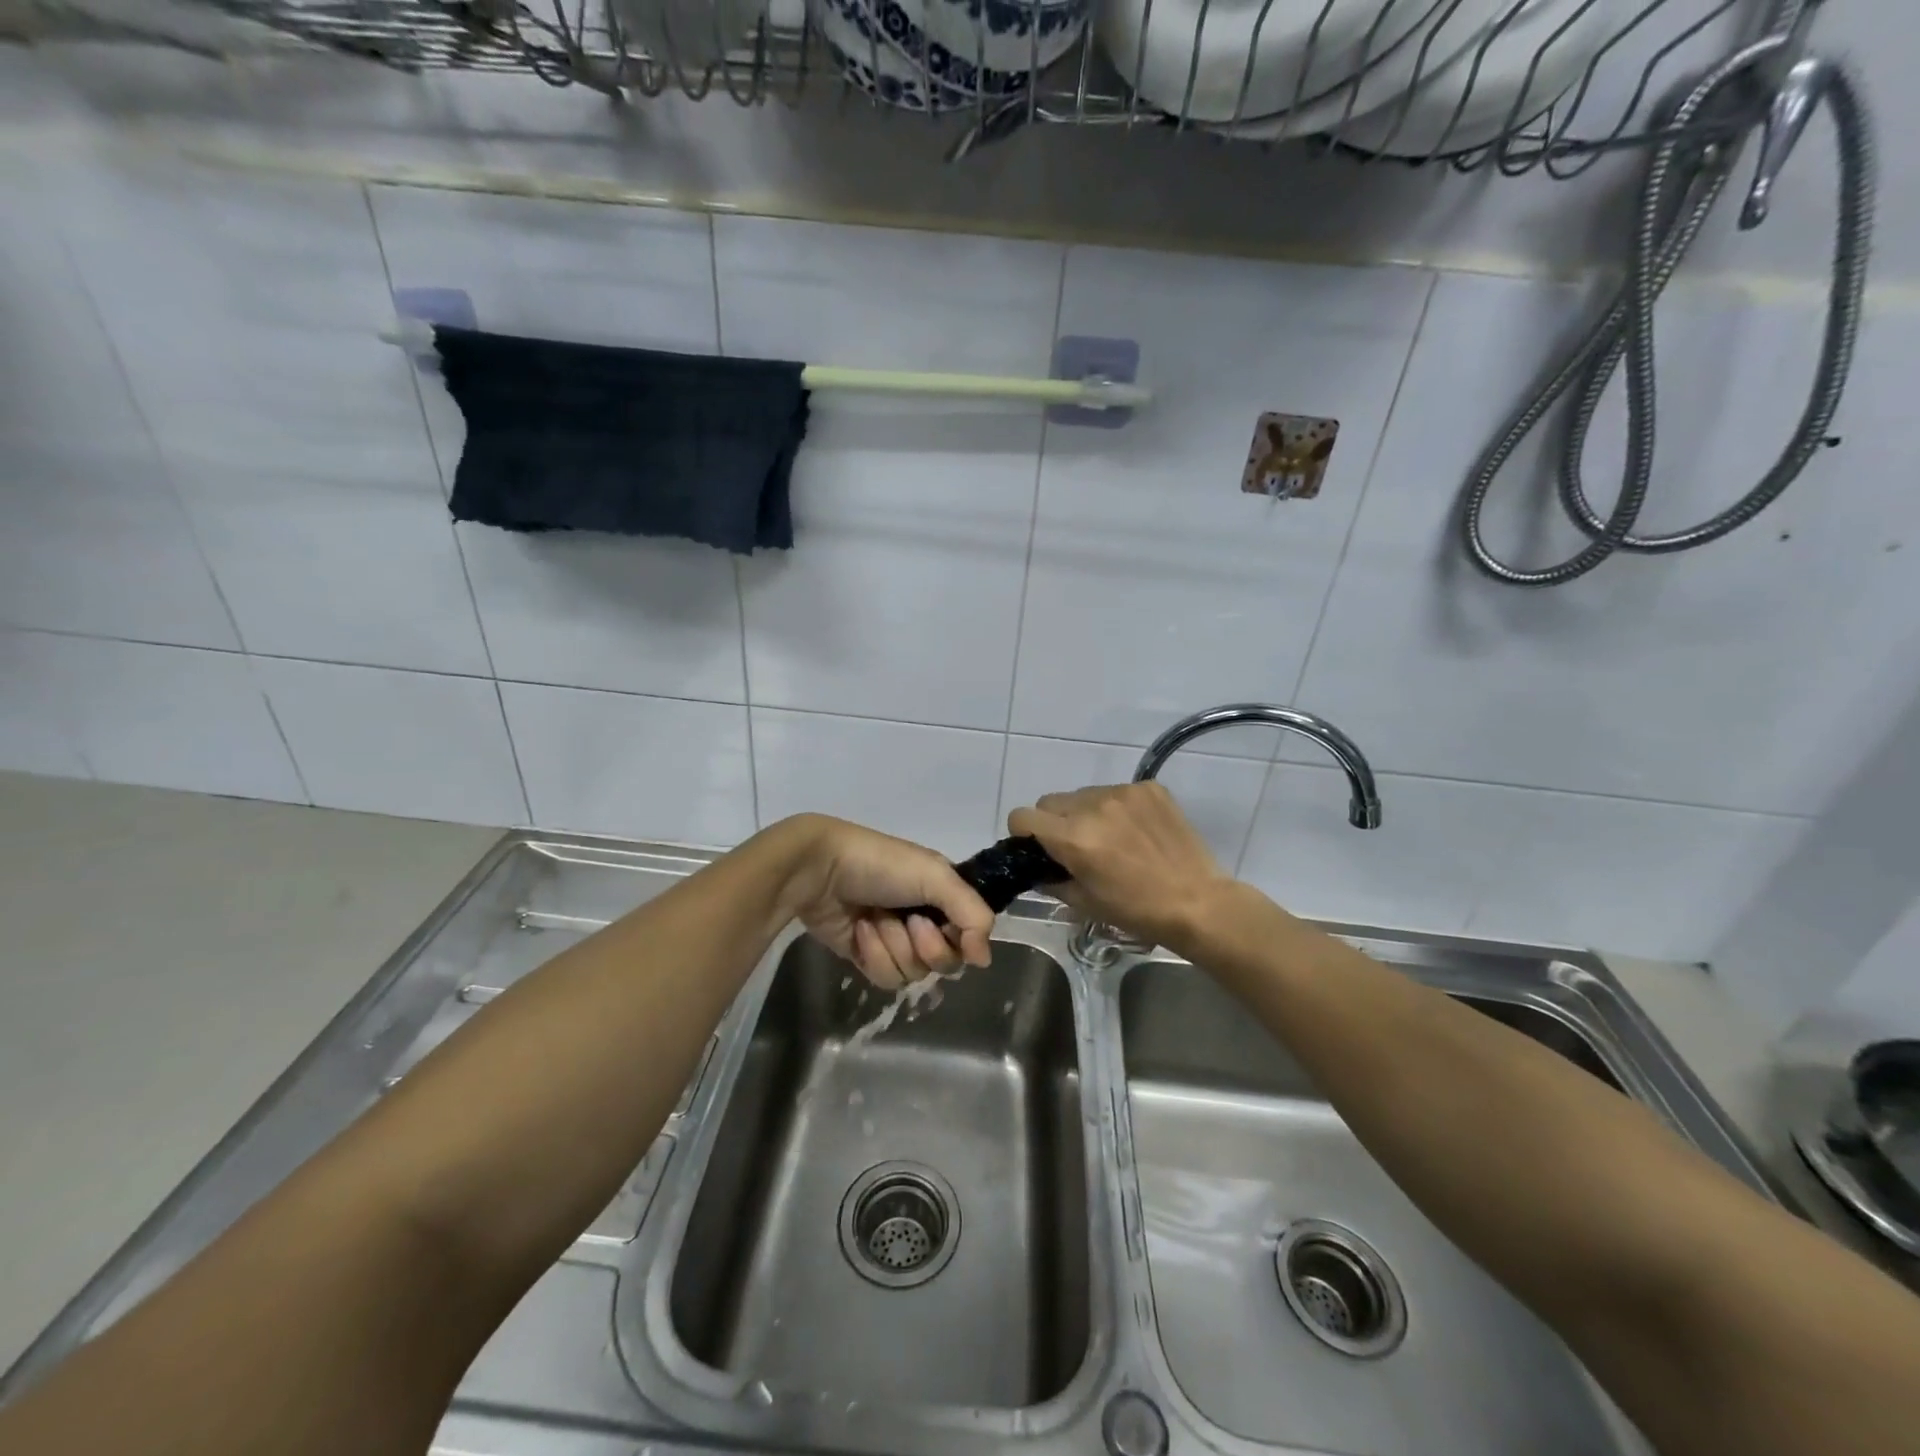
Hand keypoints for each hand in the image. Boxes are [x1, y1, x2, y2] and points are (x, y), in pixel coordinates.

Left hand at [776, 816, 994, 989]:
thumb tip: (983, 959)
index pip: (970, 934)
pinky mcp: (867, 958)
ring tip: (875, 918)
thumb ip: (971, 913)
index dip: (962, 939)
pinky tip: (859, 930)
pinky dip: (873, 954)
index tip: (950, 929)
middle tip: (908, 920)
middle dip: (926, 944)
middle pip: (946, 961)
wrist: (820, 870)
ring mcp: (895, 940)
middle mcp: (924, 918)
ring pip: (915, 974)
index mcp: (943, 894)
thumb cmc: (881, 865)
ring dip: (894, 946)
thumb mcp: (934, 875)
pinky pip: (886, 978)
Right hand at [1007, 783, 1232, 951]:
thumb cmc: (1137, 911)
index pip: (1023, 816)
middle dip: (1054, 822)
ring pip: (1084, 795)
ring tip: (1112, 839)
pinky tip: (1136, 832)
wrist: (1198, 902)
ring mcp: (1123, 792)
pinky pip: (1116, 792)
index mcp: (1073, 837)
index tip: (1037, 847)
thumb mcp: (1084, 903)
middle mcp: (1093, 805)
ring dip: (1086, 813)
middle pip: (1051, 801)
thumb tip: (1037, 868)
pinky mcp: (1149, 788)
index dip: (1023, 833)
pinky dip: (1117, 809)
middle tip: (1076, 847)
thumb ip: (1051, 880)